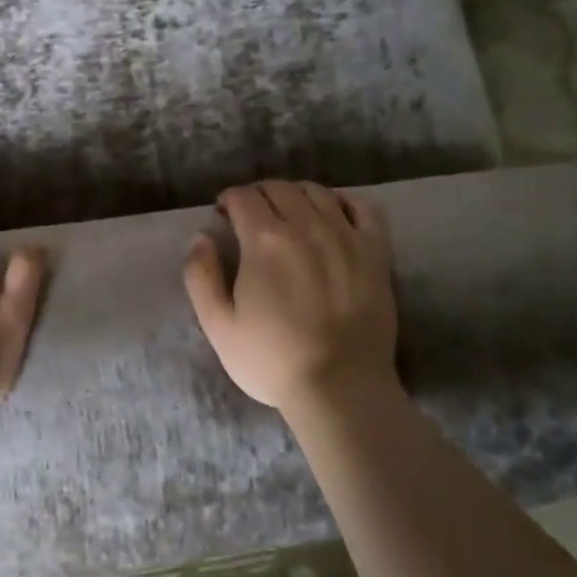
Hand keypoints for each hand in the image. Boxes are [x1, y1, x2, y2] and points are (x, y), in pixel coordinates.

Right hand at [183, 181, 398, 413]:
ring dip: (295, 194)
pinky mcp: (376, 252)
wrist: (341, 388)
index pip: (243, 198)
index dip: (228, 200)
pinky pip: (363, 207)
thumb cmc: (272, 360)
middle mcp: (306, 226)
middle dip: (258, 194)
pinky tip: (334, 211)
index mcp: (264, 240)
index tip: (222, 215)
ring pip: (317, 192)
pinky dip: (344, 200)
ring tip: (288, 213)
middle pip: (279, 188)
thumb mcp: (218, 326)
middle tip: (250, 215)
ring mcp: (345, 236)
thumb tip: (201, 237)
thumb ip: (201, 276)